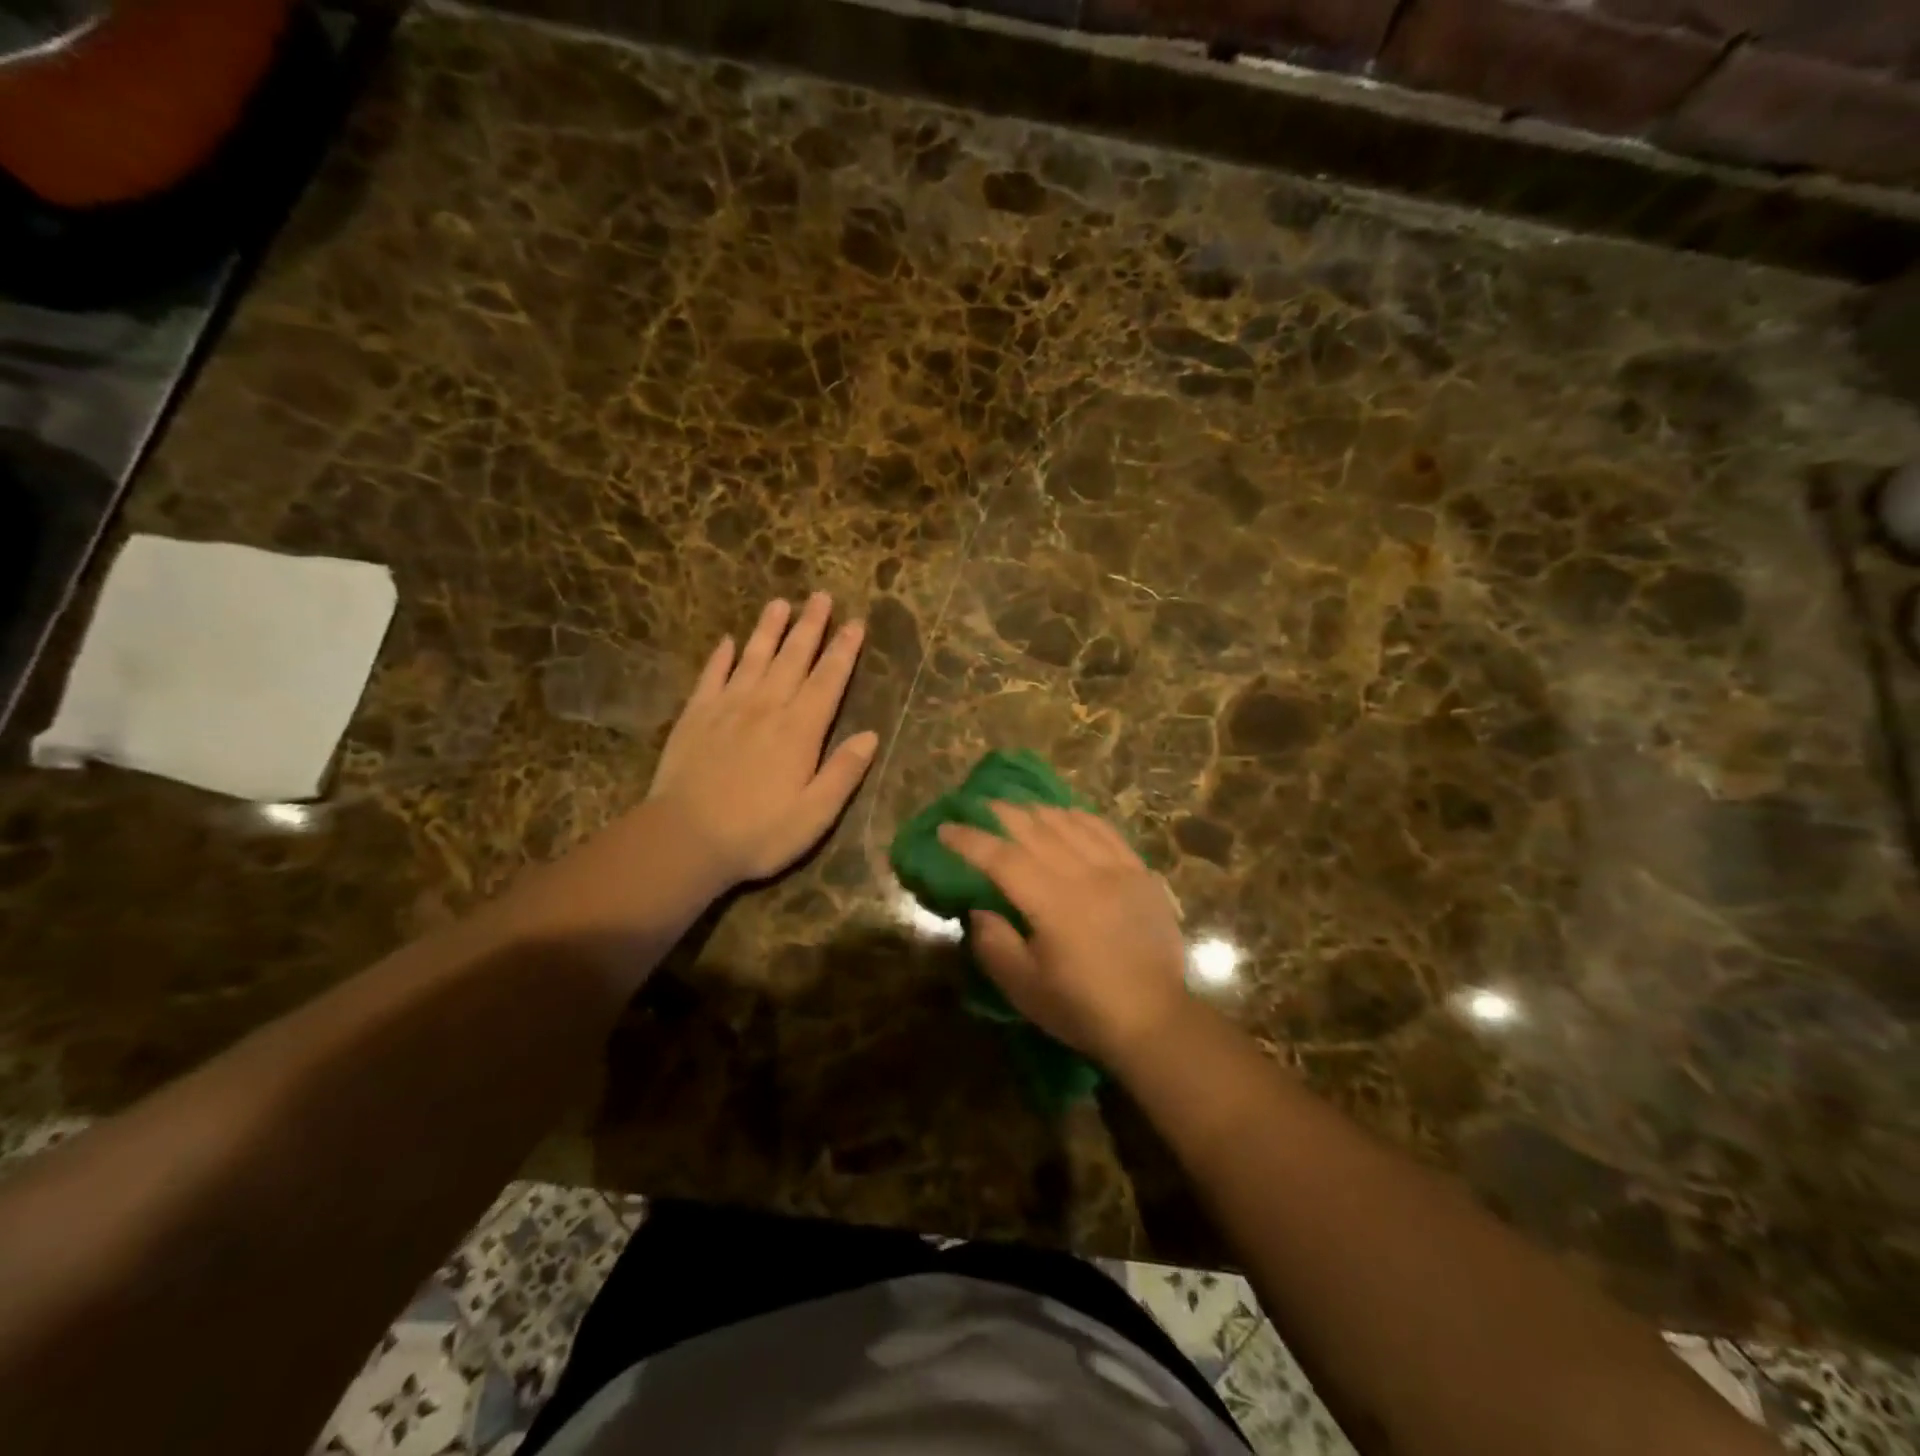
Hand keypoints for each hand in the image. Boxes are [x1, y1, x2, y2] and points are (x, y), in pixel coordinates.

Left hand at [648, 594, 878, 885]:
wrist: (685, 839)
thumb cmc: (758, 833)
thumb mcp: (815, 814)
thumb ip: (843, 772)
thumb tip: (871, 735)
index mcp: (800, 730)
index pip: (828, 680)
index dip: (844, 651)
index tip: (856, 623)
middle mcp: (766, 707)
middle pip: (793, 658)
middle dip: (810, 626)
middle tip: (821, 596)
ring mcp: (727, 708)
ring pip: (754, 658)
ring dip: (769, 629)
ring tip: (780, 603)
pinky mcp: (695, 716)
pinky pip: (711, 676)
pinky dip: (721, 657)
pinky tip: (728, 641)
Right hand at [937, 803, 1188, 1064]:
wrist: (1155, 1019)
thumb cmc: (1083, 1007)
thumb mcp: (1024, 988)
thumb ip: (994, 944)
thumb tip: (979, 910)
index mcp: (1051, 901)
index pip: (1001, 858)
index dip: (970, 840)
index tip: (945, 828)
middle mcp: (1083, 874)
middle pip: (1036, 829)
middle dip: (1002, 813)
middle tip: (979, 806)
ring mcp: (1117, 869)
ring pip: (1071, 824)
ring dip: (1040, 812)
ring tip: (1020, 808)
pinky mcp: (1141, 873)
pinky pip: (1107, 832)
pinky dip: (1082, 818)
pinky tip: (1070, 815)